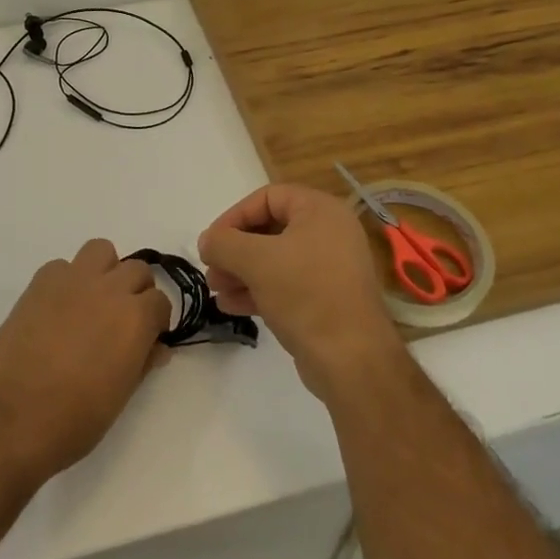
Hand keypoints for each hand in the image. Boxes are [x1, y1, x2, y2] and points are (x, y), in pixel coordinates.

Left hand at [0, 239, 170, 483]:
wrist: (12, 416)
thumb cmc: (74, 418)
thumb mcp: (120, 396)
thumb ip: (142, 362)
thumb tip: (157, 348)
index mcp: (135, 318)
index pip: (161, 302)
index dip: (155, 321)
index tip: (146, 339)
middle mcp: (110, 288)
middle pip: (137, 269)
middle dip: (135, 292)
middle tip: (121, 320)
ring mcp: (73, 280)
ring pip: (101, 250)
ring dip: (104, 270)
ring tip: (93, 301)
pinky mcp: (40, 282)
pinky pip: (62, 266)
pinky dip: (66, 280)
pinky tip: (57, 309)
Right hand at [199, 184, 403, 397]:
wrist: (352, 360)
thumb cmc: (305, 294)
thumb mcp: (256, 261)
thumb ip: (224, 243)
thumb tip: (207, 241)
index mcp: (320, 210)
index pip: (267, 198)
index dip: (234, 217)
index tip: (211, 243)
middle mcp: (329, 232)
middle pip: (269, 229)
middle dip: (235, 249)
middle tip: (211, 269)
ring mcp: (329, 267)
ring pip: (275, 259)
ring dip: (241, 271)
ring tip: (216, 289)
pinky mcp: (326, 298)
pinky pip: (285, 284)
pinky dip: (258, 290)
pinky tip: (230, 306)